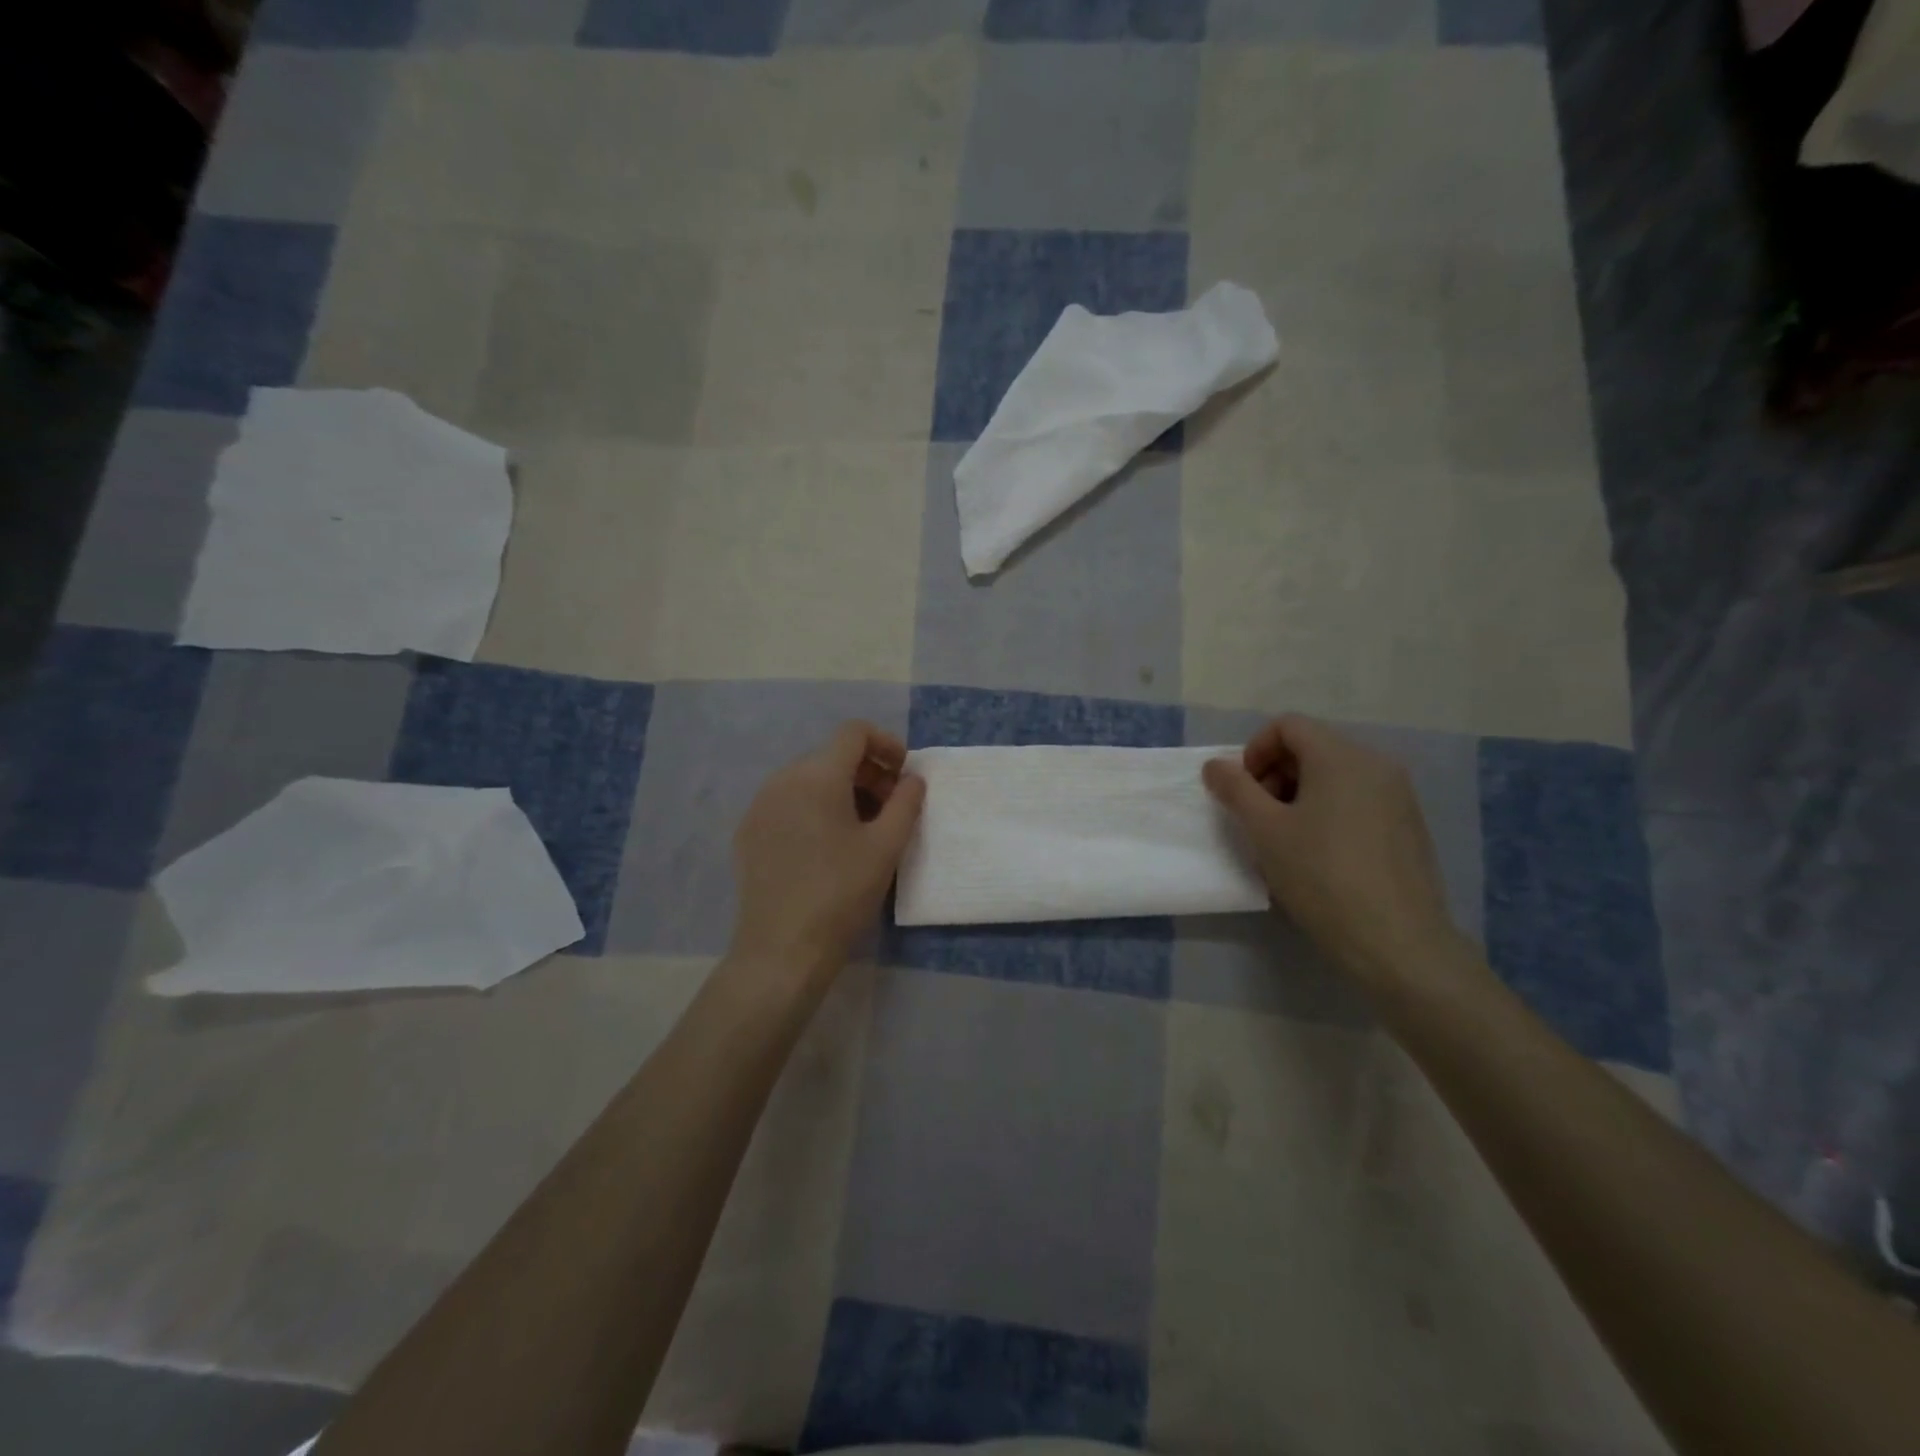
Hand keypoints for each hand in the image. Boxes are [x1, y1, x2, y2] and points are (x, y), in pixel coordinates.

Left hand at [729, 721, 926, 987]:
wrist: (782, 950)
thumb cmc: (841, 893)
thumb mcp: (886, 847)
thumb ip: (906, 802)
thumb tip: (912, 779)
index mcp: (816, 775)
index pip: (854, 732)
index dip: (886, 744)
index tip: (905, 774)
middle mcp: (782, 779)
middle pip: (832, 756)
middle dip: (868, 772)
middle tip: (892, 808)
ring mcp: (760, 806)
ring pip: (809, 780)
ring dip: (843, 791)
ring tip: (864, 829)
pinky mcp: (749, 833)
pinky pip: (789, 803)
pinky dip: (815, 809)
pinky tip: (829, 846)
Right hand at [1203, 714, 1465, 987]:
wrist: (1396, 942)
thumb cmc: (1321, 876)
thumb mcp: (1265, 830)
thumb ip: (1235, 789)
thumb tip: (1215, 765)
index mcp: (1342, 756)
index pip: (1287, 726)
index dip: (1254, 751)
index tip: (1242, 791)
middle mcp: (1376, 764)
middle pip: (1312, 747)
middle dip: (1274, 774)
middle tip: (1257, 817)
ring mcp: (1398, 795)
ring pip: (1334, 775)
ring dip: (1298, 794)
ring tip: (1284, 840)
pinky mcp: (1408, 826)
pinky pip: (1357, 799)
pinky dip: (1327, 811)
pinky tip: (1318, 855)